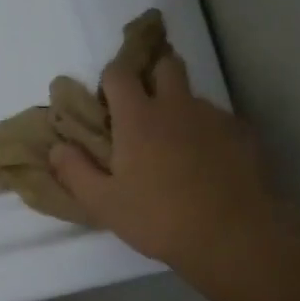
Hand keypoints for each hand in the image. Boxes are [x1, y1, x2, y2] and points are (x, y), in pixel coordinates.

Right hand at [49, 51, 293, 272]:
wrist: (232, 236)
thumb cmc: (158, 219)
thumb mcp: (104, 203)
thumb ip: (76, 172)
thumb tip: (56, 148)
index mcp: (138, 117)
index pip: (119, 73)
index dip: (111, 79)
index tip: (107, 100)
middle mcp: (177, 105)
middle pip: (166, 65)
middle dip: (152, 75)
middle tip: (144, 107)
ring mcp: (214, 117)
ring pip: (193, 96)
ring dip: (180, 108)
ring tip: (176, 146)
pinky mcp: (243, 134)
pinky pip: (218, 121)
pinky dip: (207, 133)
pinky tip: (206, 164)